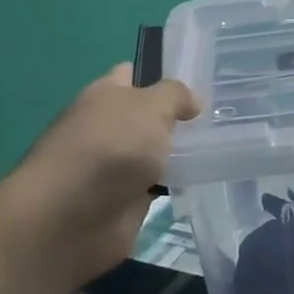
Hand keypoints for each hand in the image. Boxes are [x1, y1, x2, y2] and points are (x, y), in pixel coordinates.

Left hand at [6, 65, 200, 282]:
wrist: (71, 218)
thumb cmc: (109, 148)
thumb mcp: (150, 107)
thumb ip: (175, 96)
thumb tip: (193, 102)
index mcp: (104, 96)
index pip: (130, 75)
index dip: (159, 75)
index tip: (197, 81)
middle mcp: (106, 128)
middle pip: (147, 117)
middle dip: (177, 117)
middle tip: (220, 116)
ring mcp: (114, 167)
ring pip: (155, 151)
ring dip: (179, 152)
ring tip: (222, 147)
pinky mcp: (125, 201)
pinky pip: (157, 185)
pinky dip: (175, 184)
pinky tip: (202, 179)